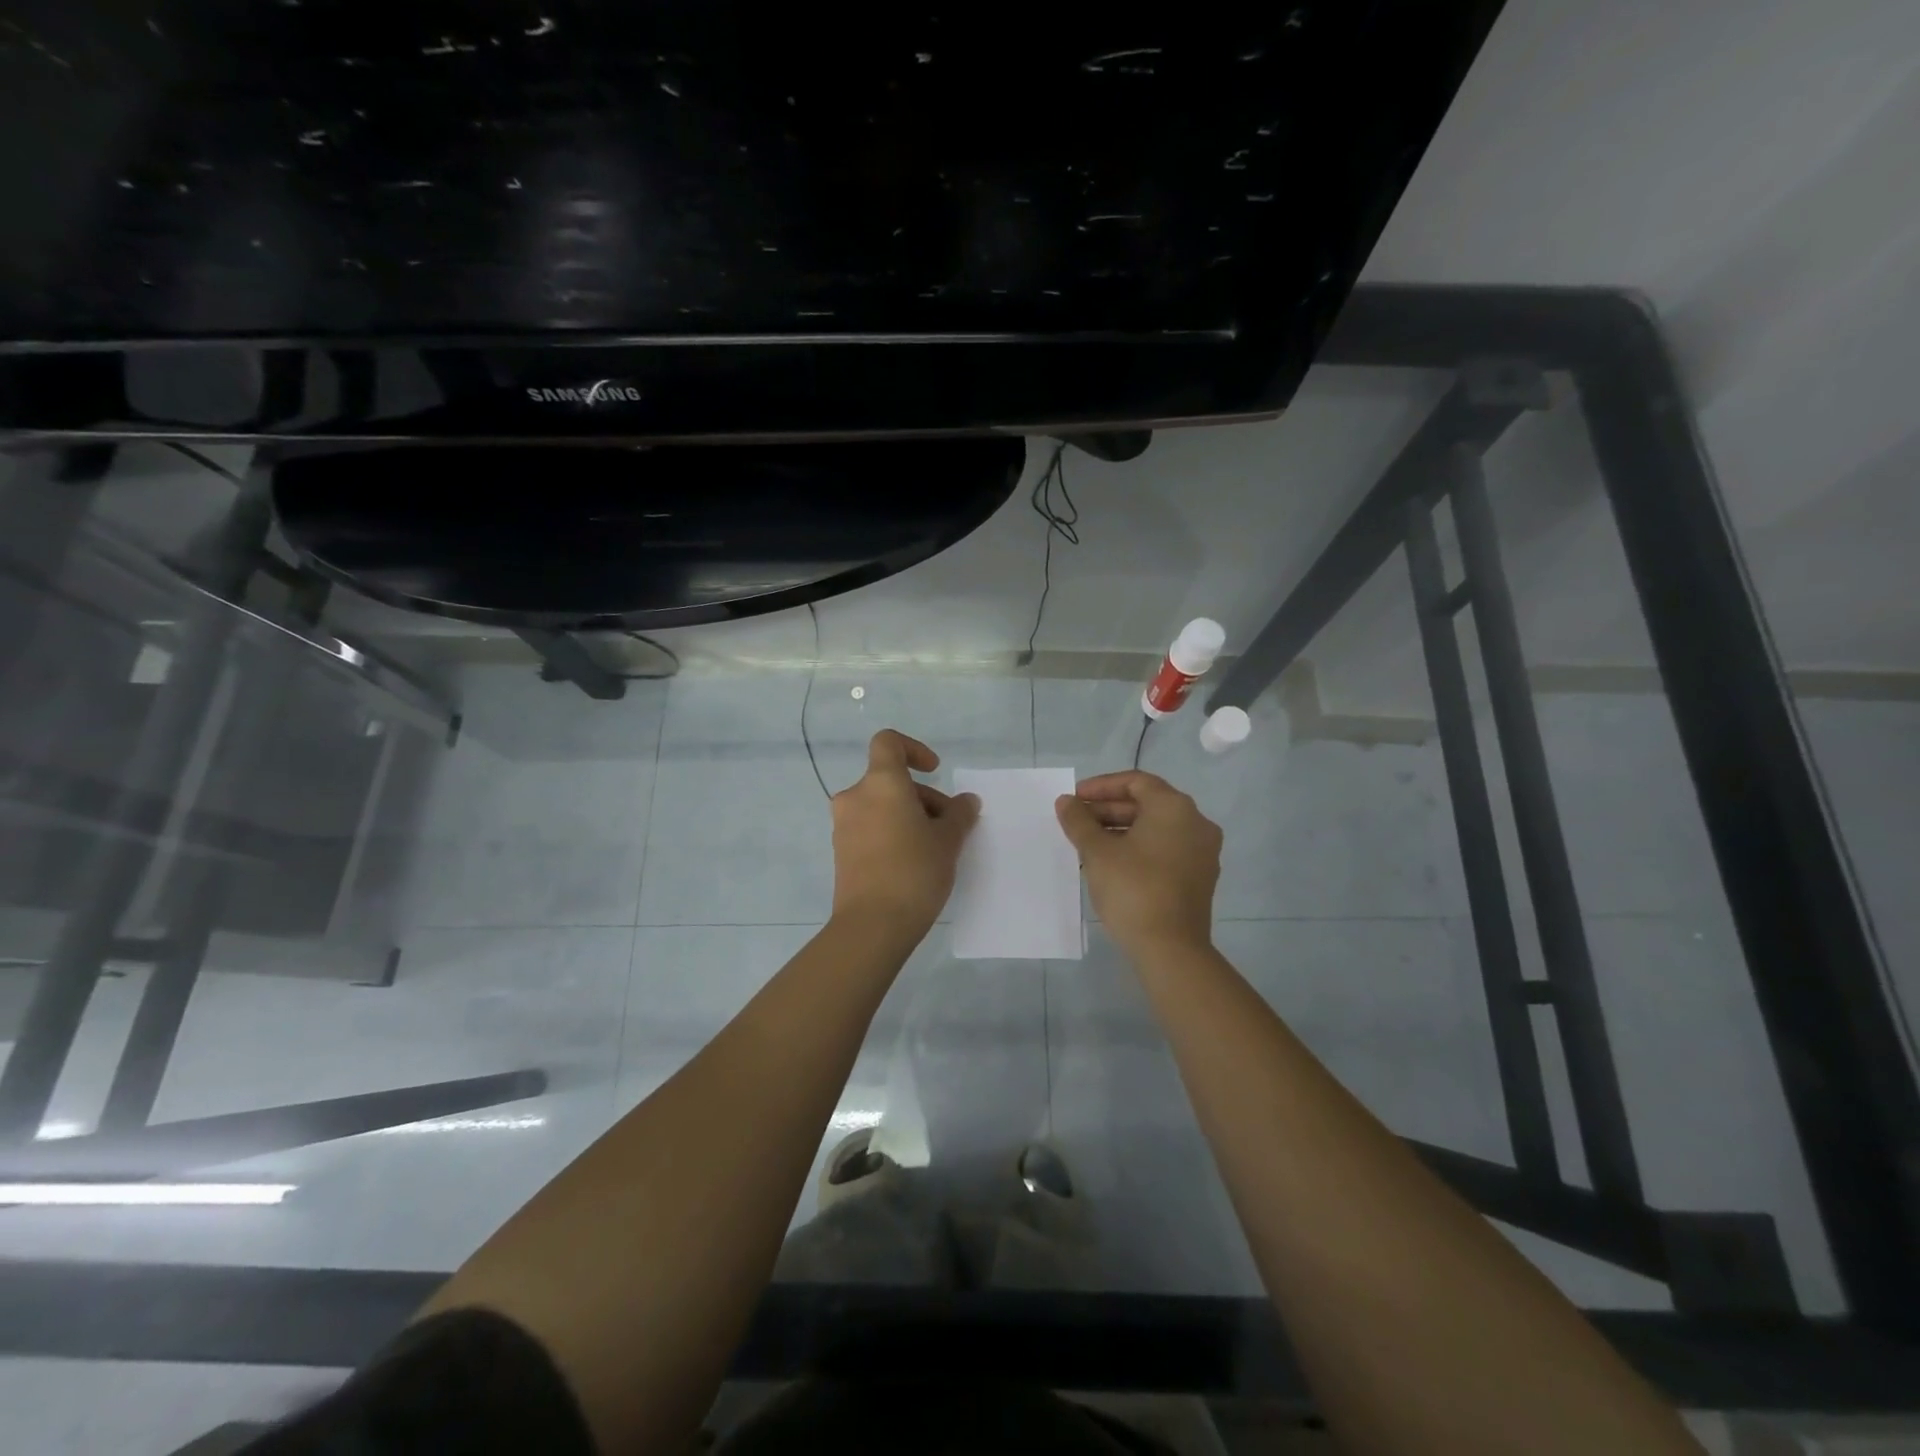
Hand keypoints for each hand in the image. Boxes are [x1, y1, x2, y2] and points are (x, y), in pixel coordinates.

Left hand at [830, 729, 980, 940]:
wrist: (872, 925)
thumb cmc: (914, 870)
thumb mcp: (948, 840)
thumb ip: (959, 814)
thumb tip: (966, 801)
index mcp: (881, 783)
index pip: (888, 743)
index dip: (913, 749)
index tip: (935, 771)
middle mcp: (856, 797)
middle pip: (890, 780)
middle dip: (923, 797)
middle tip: (949, 827)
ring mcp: (844, 826)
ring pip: (881, 806)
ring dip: (908, 816)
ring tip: (935, 848)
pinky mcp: (841, 852)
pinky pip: (870, 829)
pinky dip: (892, 833)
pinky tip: (913, 863)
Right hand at [1056, 770, 1222, 956]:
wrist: (1170, 949)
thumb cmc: (1133, 889)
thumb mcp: (1097, 852)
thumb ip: (1079, 821)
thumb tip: (1066, 802)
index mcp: (1175, 808)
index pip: (1135, 781)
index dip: (1101, 787)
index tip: (1075, 799)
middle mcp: (1195, 822)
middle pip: (1147, 804)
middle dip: (1108, 809)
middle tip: (1076, 821)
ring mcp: (1202, 852)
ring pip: (1156, 828)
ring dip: (1120, 829)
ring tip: (1087, 843)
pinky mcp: (1199, 877)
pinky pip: (1165, 849)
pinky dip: (1138, 848)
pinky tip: (1110, 863)